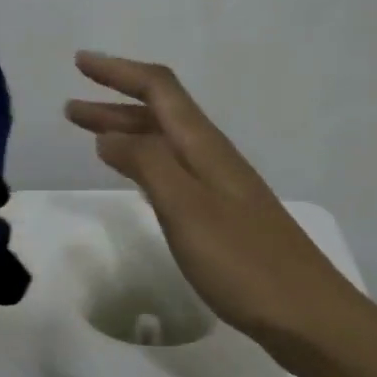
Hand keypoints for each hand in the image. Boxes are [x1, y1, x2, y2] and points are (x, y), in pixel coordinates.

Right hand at [65, 52, 363, 363]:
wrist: (306, 313)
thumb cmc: (243, 261)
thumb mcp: (186, 209)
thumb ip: (148, 165)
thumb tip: (109, 135)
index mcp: (204, 147)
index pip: (159, 90)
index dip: (119, 72)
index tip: (80, 63)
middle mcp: (213, 157)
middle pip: (160, 115)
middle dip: (114, 105)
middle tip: (70, 109)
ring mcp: (220, 187)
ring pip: (166, 144)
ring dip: (127, 134)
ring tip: (90, 138)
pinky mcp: (222, 216)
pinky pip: (175, 173)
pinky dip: (145, 164)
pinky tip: (136, 177)